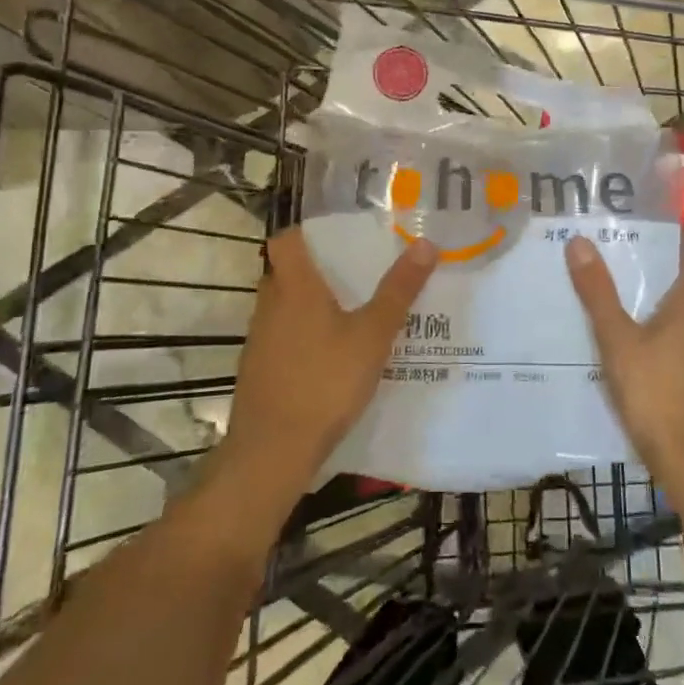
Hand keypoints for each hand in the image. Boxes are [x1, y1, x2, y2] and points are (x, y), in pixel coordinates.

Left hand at [219, 228, 438, 506]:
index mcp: (294, 287)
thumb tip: (425, 244)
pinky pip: (283, 339)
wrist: (272, 452)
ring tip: (353, 314)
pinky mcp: (258, 371)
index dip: (307, 233)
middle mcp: (269, 306)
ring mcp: (259, 341)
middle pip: (286, 273)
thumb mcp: (373, 335)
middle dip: (318, 270)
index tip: (337, 238)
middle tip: (358, 274)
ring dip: (311, 306)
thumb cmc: (325, 382)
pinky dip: (304, 338)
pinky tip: (333, 358)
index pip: (285, 240)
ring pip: (284, 308)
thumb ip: (398, 291)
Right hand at [565, 229, 683, 489]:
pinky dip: (682, 343)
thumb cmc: (657, 394)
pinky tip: (659, 358)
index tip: (678, 226)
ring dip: (681, 310)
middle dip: (681, 274)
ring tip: (647, 308)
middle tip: (648, 263)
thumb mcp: (618, 342)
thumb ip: (598, 295)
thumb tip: (579, 241)